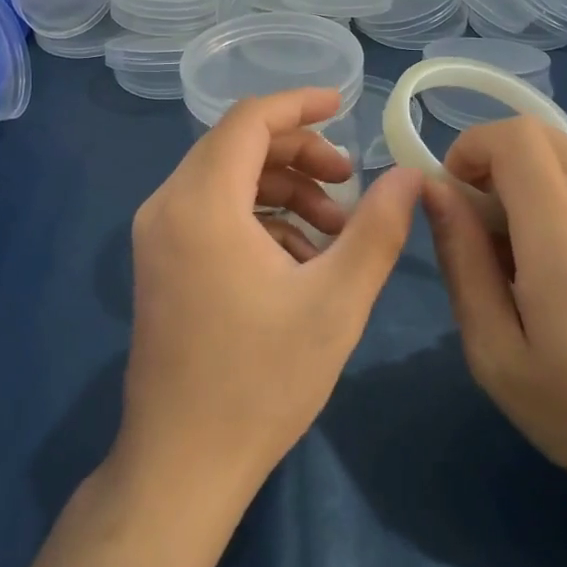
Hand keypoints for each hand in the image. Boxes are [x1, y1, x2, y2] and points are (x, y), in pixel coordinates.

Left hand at [117, 88, 422, 504]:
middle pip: (236, 147)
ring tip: (335, 230)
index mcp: (202, 203)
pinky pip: (211, 214)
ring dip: (282, 191)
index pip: (249, 120)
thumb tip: (410, 174)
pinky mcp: (160, 263)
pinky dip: (257, 219)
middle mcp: (167, 206)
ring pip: (225, 181)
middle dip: (299, 154)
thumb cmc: (262, 380)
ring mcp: (156, 236)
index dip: (300, 105)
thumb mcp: (337, 300)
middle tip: (349, 182)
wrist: (184, 461)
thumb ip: (378, 227)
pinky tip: (299, 259)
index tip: (346, 105)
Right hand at [422, 119, 566, 518]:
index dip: (471, 148)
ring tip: (520, 227)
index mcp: (565, 239)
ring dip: (532, 168)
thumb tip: (435, 191)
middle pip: (541, 135)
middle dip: (493, 160)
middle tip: (477, 219)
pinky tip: (565, 235)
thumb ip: (462, 260)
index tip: (451, 193)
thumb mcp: (494, 351)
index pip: (516, 140)